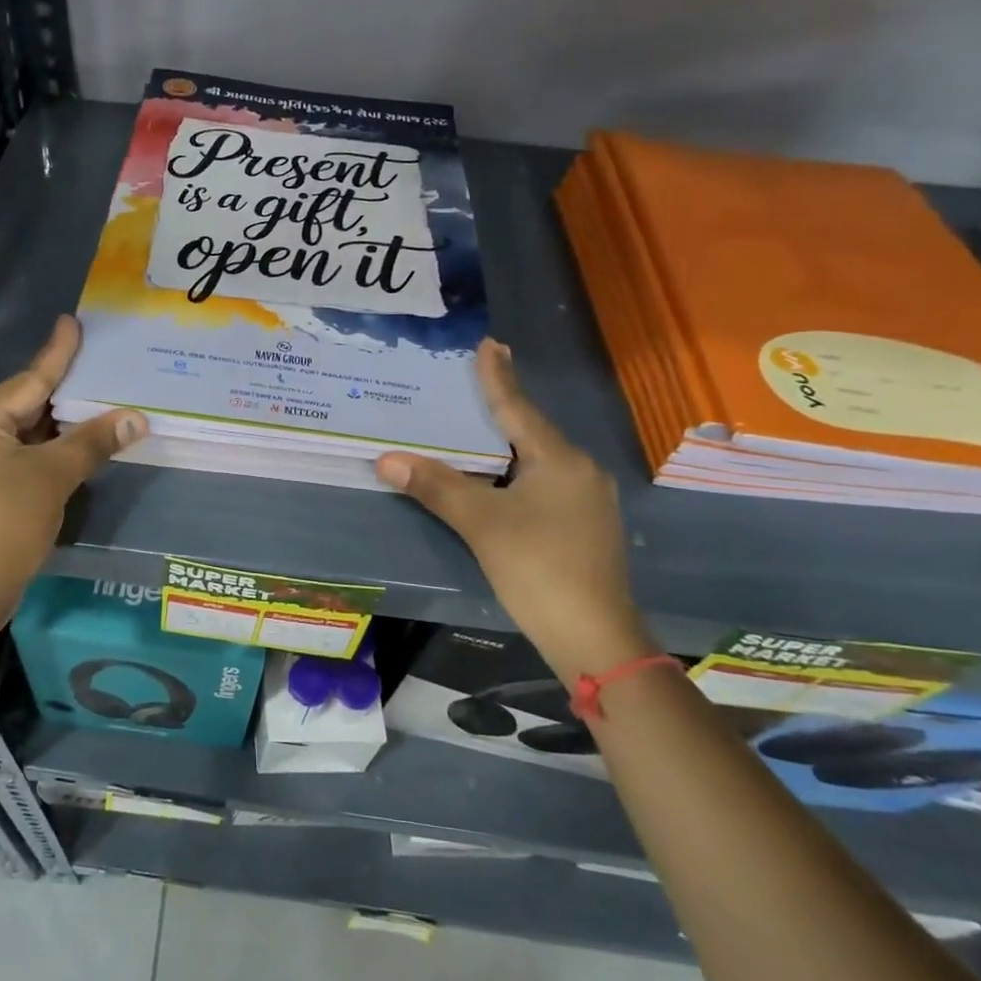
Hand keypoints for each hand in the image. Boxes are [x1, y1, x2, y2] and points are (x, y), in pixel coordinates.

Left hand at [0, 316, 145, 624]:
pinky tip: (77, 445)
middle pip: (25, 405)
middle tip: (101, 367)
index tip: (72, 322)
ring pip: (24, 433)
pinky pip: (20, 456)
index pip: (29, 379)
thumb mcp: (53, 477)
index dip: (57, 353)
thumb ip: (93, 442)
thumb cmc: (5, 524)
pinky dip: (49, 450)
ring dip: (60, 425)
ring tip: (99, 402)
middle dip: (65, 392)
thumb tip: (137, 416)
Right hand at [376, 340, 647, 679]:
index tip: (489, 343)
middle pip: (531, 431)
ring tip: (479, 427)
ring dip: (508, 443)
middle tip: (475, 381)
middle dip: (502, 408)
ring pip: (538, 460)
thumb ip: (436, 486)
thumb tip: (386, 459)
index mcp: (559, 460)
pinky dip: (516, 472)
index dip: (498, 376)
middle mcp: (579, 471)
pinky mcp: (584, 526)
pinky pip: (544, 483)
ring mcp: (587, 501)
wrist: (593, 637)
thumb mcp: (481, 523)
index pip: (518, 408)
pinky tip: (500, 478)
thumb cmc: (538, 568)